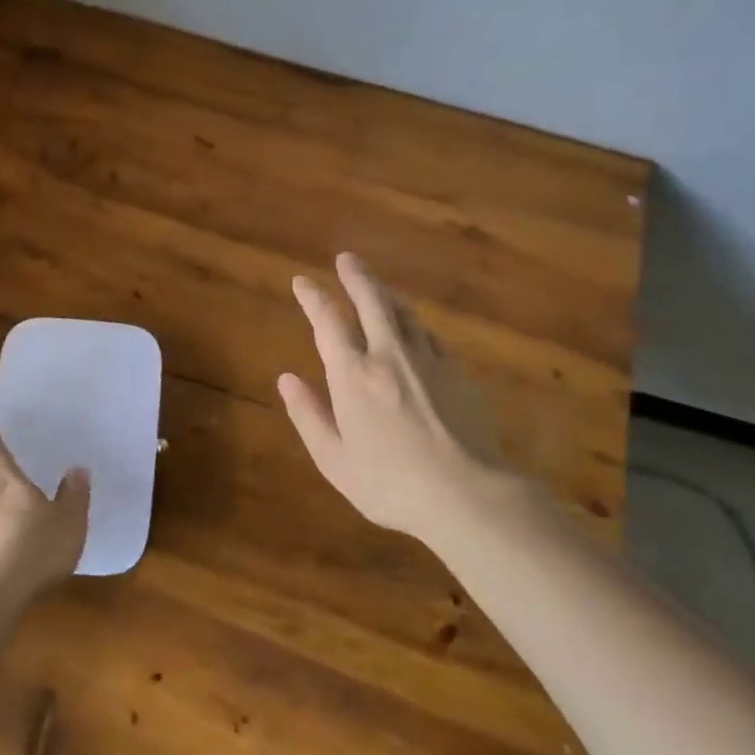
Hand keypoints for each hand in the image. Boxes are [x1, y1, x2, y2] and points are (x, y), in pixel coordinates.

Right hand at [278, 252, 517, 543]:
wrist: (468, 495)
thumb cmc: (390, 484)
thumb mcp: (335, 460)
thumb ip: (309, 416)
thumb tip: (286, 379)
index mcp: (353, 375)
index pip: (328, 322)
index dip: (313, 298)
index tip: (302, 281)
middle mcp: (389, 355)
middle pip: (371, 301)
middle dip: (356, 277)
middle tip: (346, 259)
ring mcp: (428, 360)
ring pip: (405, 314)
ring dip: (387, 295)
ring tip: (378, 288)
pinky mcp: (458, 373)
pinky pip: (430, 337)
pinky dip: (415, 326)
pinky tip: (415, 332)